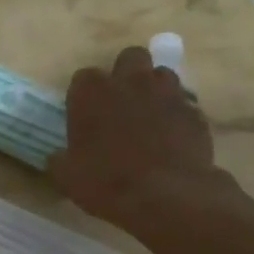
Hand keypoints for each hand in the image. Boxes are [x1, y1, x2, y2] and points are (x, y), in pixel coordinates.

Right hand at [49, 45, 236, 233]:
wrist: (167, 196)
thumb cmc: (107, 182)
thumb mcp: (66, 177)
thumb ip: (60, 159)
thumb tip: (59, 157)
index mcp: (92, 92)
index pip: (84, 77)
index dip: (85, 95)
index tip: (85, 115)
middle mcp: (130, 81)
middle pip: (130, 57)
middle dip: (126, 73)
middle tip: (121, 102)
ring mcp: (167, 93)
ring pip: (162, 74)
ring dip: (155, 89)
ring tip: (150, 116)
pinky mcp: (194, 111)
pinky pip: (184, 104)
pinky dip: (177, 115)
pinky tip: (173, 137)